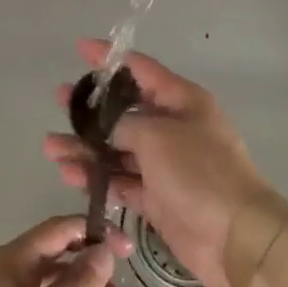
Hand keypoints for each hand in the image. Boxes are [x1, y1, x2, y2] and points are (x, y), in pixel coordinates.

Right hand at [45, 39, 279, 286]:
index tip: (79, 48)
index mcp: (181, 101)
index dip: (109, 58)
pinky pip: (121, 180)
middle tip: (59, 100)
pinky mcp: (157, 197)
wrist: (236, 238)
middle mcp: (173, 128)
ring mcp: (165, 165)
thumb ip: (122, 125)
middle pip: (124, 111)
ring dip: (85, 148)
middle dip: (90, 107)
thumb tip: (104, 128)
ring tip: (51, 147)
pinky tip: (70, 174)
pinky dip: (97, 178)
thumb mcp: (157, 136)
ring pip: (117, 149)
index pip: (140, 69)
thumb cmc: (200, 172)